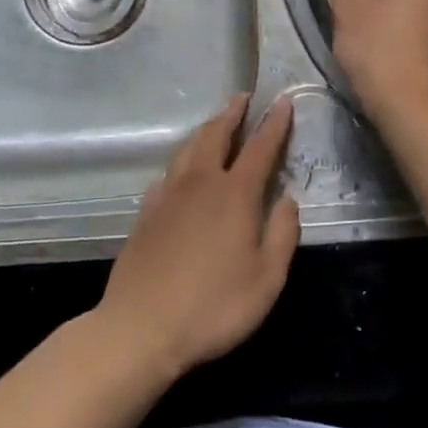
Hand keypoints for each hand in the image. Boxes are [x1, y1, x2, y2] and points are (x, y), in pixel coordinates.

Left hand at [96, 95, 299, 379]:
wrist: (140, 328)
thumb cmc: (213, 306)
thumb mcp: (267, 279)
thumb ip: (283, 234)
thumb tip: (287, 200)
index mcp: (235, 194)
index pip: (260, 147)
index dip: (274, 123)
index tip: (282, 101)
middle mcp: (201, 183)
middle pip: (216, 135)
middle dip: (233, 113)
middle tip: (244, 98)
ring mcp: (168, 196)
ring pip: (188, 148)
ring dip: (206, 130)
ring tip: (216, 123)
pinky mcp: (145, 214)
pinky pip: (167, 173)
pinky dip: (182, 161)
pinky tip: (181, 171)